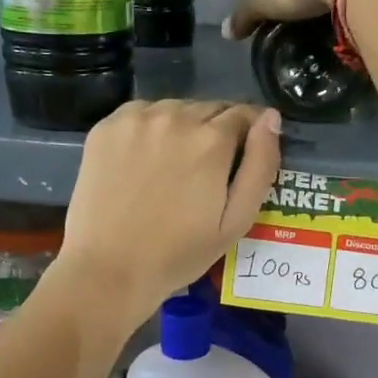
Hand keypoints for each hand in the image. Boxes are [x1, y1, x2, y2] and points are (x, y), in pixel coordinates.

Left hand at [56, 100, 282, 327]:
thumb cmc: (179, 253)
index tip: (243, 155)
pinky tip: (144, 160)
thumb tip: (271, 118)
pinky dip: (150, 128)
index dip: (250, 133)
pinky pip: (141, 114)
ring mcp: (136, 119)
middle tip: (207, 169)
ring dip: (184, 127)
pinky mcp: (106, 127)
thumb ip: (260, 165)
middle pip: (210, 108)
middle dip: (217, 131)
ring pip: (176, 108)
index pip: (245, 114)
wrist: (108, 269)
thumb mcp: (236, 220)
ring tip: (174, 166)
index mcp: (211, 140)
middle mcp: (175, 117)